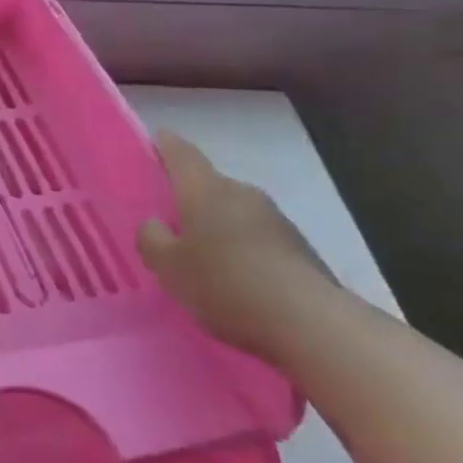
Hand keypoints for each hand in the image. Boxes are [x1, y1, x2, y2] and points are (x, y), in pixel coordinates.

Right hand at [137, 130, 337, 355]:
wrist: (310, 323)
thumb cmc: (225, 283)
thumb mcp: (168, 266)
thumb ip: (152, 239)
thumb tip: (155, 223)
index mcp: (206, 189)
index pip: (181, 154)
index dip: (165, 145)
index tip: (155, 139)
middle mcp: (243, 194)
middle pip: (210, 185)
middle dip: (189, 196)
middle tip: (166, 215)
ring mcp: (276, 220)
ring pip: (234, 212)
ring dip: (216, 225)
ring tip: (197, 251)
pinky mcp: (298, 250)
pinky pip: (256, 239)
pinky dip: (240, 248)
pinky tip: (231, 276)